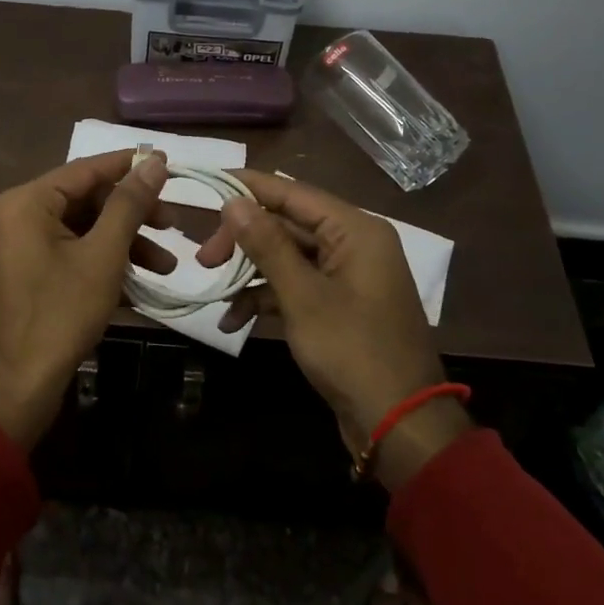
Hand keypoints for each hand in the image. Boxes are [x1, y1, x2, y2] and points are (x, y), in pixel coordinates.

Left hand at [0, 149, 171, 447]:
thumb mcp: (103, 256)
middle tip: (172, 225)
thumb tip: (153, 162)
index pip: (84, 171)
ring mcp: (13, 249)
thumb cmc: (61, 313)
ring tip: (166, 266)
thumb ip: (128, 204)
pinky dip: (99, 264)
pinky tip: (139, 285)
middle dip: (131, 216)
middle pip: (83, 203)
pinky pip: (65, 256)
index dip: (128, 166)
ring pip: (78, 233)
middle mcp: (12, 218)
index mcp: (24, 203)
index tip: (165, 162)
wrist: (18, 387)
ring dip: (122, 246)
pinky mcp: (20, 277)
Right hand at [198, 172, 469, 487]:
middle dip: (243, 240)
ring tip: (215, 293)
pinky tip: (234, 321)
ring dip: (250, 273)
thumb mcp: (303, 296)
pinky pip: (296, 287)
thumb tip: (235, 201)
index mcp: (355, 231)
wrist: (399, 422)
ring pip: (288, 257)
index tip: (208, 182)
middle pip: (288, 225)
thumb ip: (268, 245)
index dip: (249, 186)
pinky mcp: (338, 306)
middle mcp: (354, 244)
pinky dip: (266, 299)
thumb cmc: (352, 351)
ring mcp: (347, 277)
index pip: (293, 193)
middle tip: (204, 259)